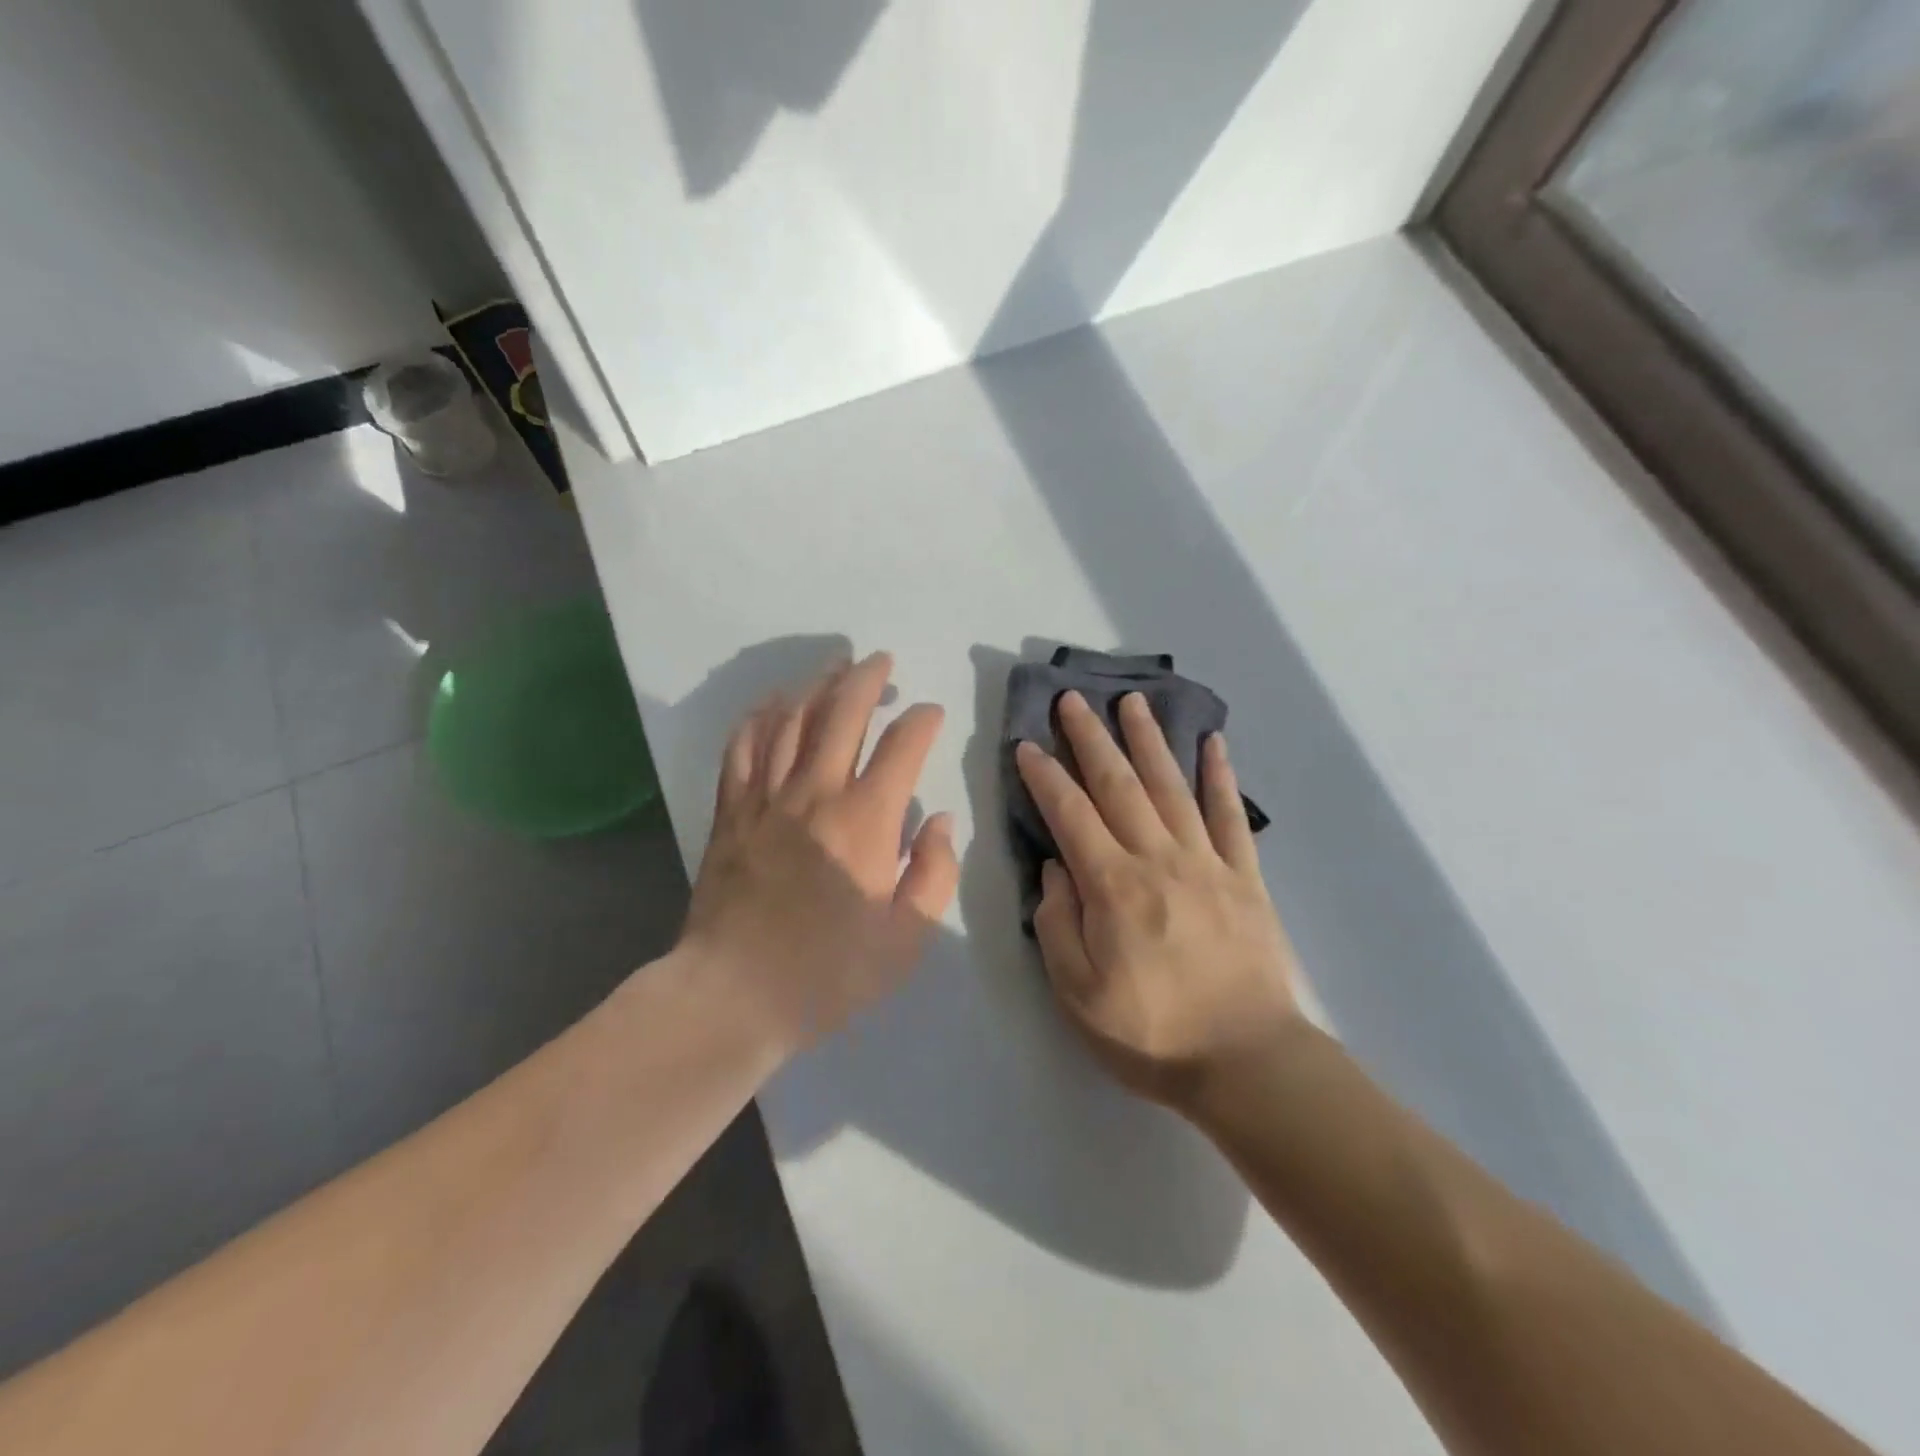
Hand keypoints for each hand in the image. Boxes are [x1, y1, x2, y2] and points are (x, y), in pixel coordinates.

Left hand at [681, 652, 958, 1054]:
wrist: (734, 994)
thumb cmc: (829, 972)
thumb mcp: (907, 938)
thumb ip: (935, 873)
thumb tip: (940, 820)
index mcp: (866, 820)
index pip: (902, 745)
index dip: (922, 720)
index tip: (931, 714)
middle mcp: (816, 792)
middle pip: (842, 712)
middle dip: (867, 678)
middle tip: (882, 662)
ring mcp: (767, 796)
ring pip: (792, 718)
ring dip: (817, 685)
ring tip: (835, 667)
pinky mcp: (731, 810)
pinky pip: (743, 746)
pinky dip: (760, 716)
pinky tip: (773, 703)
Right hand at [1015, 691, 1301, 1110]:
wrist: (1247, 1062)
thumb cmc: (1151, 1034)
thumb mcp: (1078, 993)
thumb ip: (1057, 924)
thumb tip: (1055, 867)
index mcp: (1113, 887)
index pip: (1070, 815)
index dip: (1045, 776)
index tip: (1026, 744)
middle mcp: (1158, 859)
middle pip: (1119, 785)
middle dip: (1091, 738)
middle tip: (1073, 699)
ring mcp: (1206, 862)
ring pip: (1171, 786)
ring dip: (1148, 739)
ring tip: (1133, 701)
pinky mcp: (1244, 876)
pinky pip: (1229, 815)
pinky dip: (1221, 775)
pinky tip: (1213, 742)